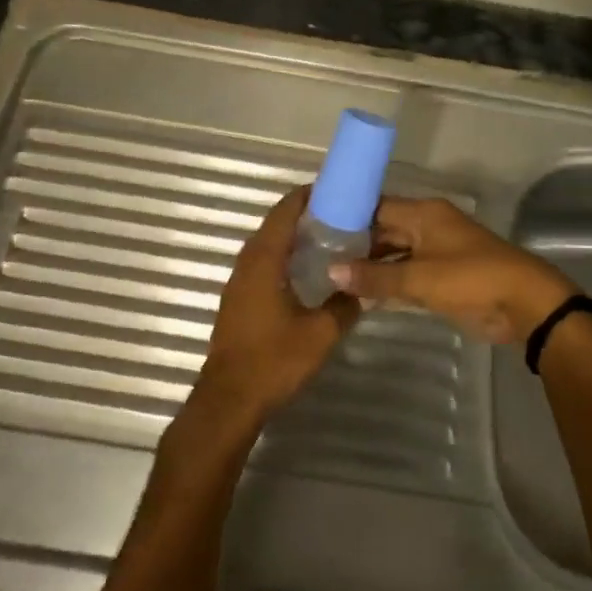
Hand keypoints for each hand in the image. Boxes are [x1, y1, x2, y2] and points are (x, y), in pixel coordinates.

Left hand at [196, 188, 358, 425]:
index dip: (307, 196)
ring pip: (267, 246)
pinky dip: (283, 257)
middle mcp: (247, 264)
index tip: (334, 190)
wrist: (229, 400)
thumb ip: (344, 306)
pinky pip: (262, 265)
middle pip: (274, 225)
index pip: (284, 213)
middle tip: (339, 215)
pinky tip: (306, 272)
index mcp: (264, 262)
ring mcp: (238, 283)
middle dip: (304, 215)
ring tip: (328, 238)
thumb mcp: (321, 334)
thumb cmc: (274, 361)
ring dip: (292, 237)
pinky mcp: (238, 301)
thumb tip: (361, 290)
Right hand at [328, 197, 577, 343]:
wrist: (524, 304)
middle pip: (383, 230)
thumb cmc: (471, 279)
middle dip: (354, 243)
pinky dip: (387, 282)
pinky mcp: (442, 278)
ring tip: (329, 276)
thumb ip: (375, 277)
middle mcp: (427, 227)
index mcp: (424, 214)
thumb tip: (332, 271)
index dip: (346, 214)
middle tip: (316, 256)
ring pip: (393, 254)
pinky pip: (406, 274)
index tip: (314, 226)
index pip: (376, 206)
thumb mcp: (419, 278)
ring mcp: (435, 253)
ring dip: (369, 266)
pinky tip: (359, 294)